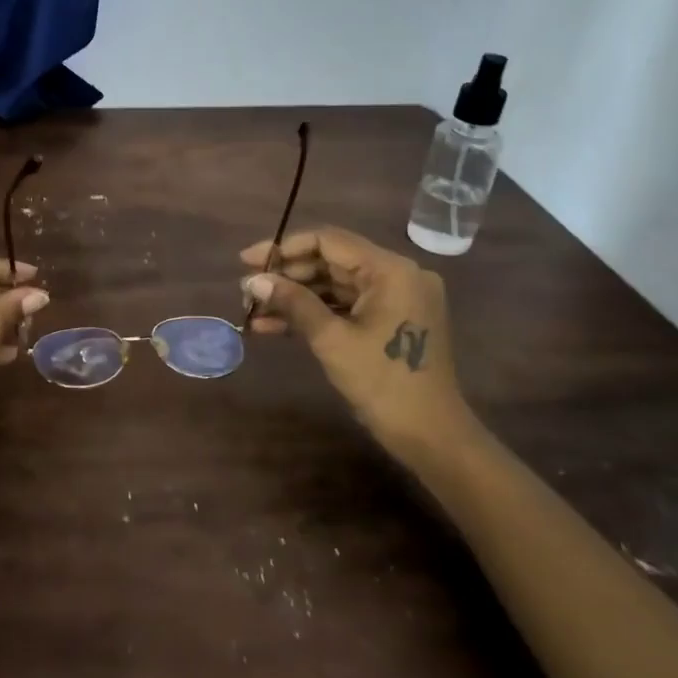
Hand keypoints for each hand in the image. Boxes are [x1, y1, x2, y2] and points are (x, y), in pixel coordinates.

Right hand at [240, 227, 471, 456]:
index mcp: (391, 270)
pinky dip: (314, 314)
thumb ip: (292, 303)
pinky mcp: (391, 321)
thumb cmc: (383, 382)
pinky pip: (346, 307)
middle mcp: (397, 275)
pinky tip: (273, 326)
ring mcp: (396, 299)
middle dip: (287, 276)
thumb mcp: (331, 340)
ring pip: (335, 286)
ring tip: (254, 310)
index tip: (247, 261)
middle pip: (331, 262)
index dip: (284, 248)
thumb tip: (253, 281)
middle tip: (248, 291)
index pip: (328, 242)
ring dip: (295, 298)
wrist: (430, 436)